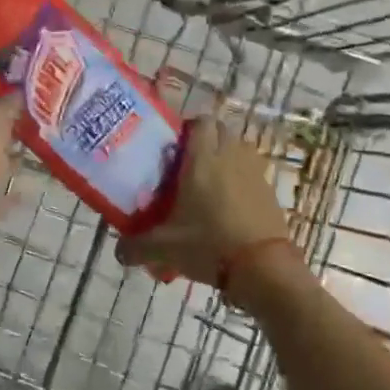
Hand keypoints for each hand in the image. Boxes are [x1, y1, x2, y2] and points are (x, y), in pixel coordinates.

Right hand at [116, 117, 297, 305]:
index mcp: (203, 160)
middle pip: (221, 131)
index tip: (174, 146)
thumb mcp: (164, 248)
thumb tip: (118, 252)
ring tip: (209, 183)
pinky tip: (229, 206)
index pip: (200, 122)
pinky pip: (253, 173)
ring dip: (226, 157)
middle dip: (206, 141)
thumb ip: (136, 247)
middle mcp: (230, 157)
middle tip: (187, 165)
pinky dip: (242, 180)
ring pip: (239, 150)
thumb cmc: (209, 245)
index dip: (187, 128)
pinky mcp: (270, 191)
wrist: (262, 267)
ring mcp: (254, 173)